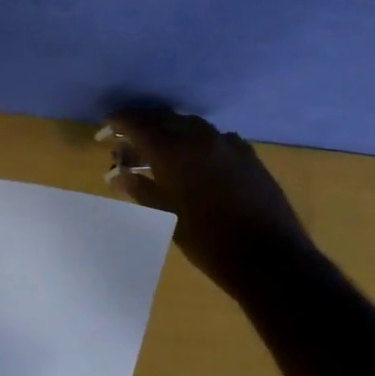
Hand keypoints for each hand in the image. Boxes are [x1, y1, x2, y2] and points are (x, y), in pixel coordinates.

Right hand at [99, 109, 316, 294]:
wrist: (269, 257)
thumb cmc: (206, 239)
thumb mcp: (165, 215)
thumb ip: (139, 189)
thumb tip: (117, 175)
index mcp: (172, 150)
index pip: (137, 122)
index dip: (118, 121)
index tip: (105, 127)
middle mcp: (198, 137)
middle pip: (163, 118)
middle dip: (142, 124)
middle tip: (126, 138)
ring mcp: (226, 143)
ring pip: (189, 125)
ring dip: (169, 131)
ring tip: (156, 150)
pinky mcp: (247, 155)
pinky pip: (213, 137)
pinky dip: (195, 141)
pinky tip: (194, 160)